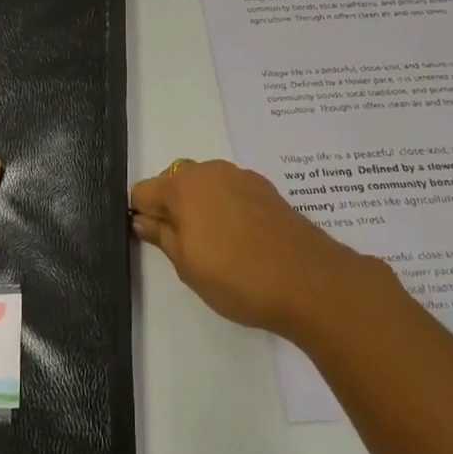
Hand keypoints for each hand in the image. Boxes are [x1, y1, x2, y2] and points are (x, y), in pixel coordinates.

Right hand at [130, 159, 397, 342]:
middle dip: (172, 207)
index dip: (143, 215)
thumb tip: (142, 220)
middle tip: (185, 246)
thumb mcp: (187, 265)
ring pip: (206, 185)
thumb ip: (161, 236)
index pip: (143, 191)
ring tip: (216, 245)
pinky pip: (232, 191)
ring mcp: (242, 177)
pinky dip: (227, 208)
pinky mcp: (267, 189)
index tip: (154, 242)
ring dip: (201, 206)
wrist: (310, 282)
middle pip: (175, 181)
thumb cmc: (237, 277)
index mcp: (183, 186)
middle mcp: (210, 171)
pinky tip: (241, 240)